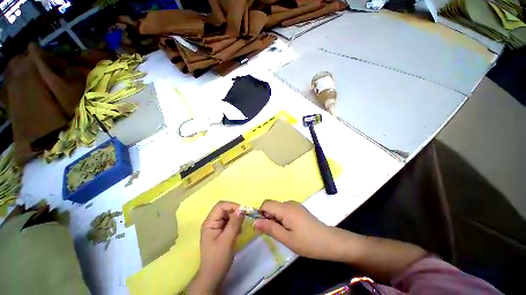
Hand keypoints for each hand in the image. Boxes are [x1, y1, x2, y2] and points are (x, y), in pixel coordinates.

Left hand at [188, 201, 243, 294]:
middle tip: (243, 220)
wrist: (213, 276)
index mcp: (209, 222)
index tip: (243, 212)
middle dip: (235, 212)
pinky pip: (229, 221)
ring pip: (228, 214)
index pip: (221, 206)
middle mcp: (212, 221)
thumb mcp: (227, 240)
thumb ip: (234, 223)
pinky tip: (238, 231)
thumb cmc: (218, 259)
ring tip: (240, 227)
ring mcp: (216, 226)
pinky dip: (235, 223)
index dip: (232, 206)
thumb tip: (241, 209)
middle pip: (224, 208)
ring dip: (236, 218)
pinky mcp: (220, 230)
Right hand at [254, 200, 346, 260]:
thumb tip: (255, 221)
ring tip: (284, 232)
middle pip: (272, 205)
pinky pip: (285, 209)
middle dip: (268, 217)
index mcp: (286, 209)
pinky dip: (282, 217)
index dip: (261, 214)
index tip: (265, 227)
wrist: (329, 241)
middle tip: (276, 232)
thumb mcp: (287, 239)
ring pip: (278, 207)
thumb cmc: (308, 243)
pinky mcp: (299, 208)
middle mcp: (289, 203)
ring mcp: (295, 205)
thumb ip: (270, 228)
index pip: (266, 204)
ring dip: (275, 218)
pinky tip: (291, 228)